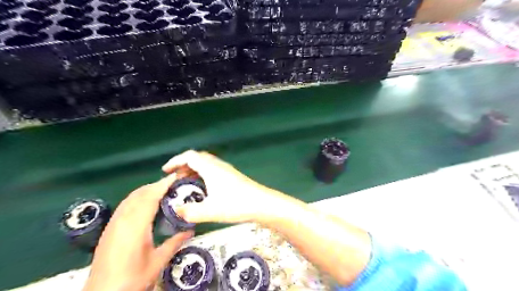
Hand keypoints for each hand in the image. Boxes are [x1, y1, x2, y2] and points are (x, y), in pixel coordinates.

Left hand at [84, 174, 192, 290]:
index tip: (176, 177)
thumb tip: (191, 230)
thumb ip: (175, 243)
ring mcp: (113, 223)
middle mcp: (122, 220)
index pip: (150, 197)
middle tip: (174, 183)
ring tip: (163, 190)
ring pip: (130, 198)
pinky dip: (138, 198)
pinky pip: (125, 205)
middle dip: (156, 185)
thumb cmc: (132, 279)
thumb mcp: (158, 262)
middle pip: (139, 194)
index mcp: (136, 226)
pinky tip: (146, 204)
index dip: (163, 185)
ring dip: (147, 190)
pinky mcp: (109, 228)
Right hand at [162, 151, 287, 222]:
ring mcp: (227, 170)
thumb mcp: (210, 210)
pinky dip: (203, 175)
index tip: (165, 170)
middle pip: (198, 158)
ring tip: (186, 184)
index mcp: (211, 168)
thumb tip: (177, 211)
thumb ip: (190, 212)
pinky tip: (204, 189)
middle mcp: (218, 165)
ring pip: (206, 164)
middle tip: (175, 179)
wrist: (262, 203)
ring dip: (194, 170)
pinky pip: (213, 170)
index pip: (190, 156)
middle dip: (184, 166)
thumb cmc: (236, 204)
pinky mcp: (232, 176)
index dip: (175, 161)